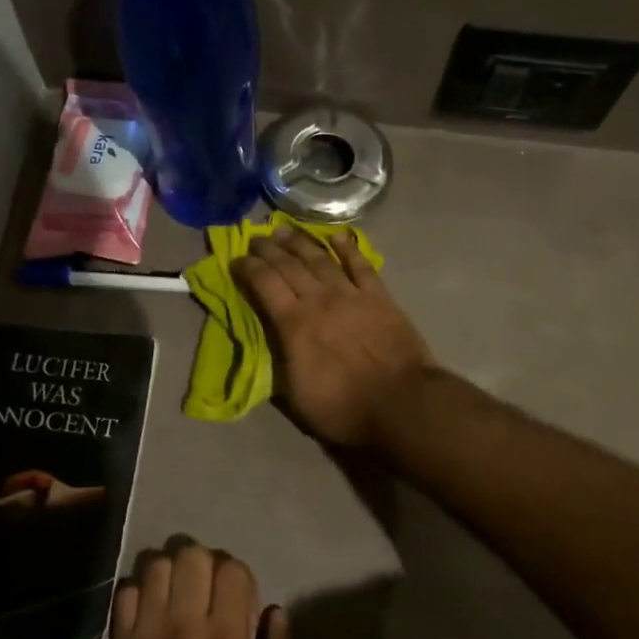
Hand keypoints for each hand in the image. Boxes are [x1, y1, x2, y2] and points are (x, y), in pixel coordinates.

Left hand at [108, 536, 301, 638]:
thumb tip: (275, 612)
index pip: (232, 570)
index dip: (239, 575)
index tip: (240, 598)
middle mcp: (184, 626)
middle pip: (192, 556)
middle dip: (206, 563)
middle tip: (209, 589)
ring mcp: (146, 632)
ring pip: (156, 565)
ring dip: (172, 570)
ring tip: (179, 593)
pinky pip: (125, 591)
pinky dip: (140, 590)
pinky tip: (151, 609)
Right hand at [234, 224, 436, 447]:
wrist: (402, 404)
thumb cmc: (344, 408)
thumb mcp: (295, 396)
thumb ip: (279, 363)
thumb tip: (269, 343)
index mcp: (294, 324)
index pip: (264, 285)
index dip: (248, 269)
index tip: (236, 259)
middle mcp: (319, 300)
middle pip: (289, 266)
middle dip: (269, 250)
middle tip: (255, 238)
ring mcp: (351, 295)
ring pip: (320, 259)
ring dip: (300, 242)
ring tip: (284, 230)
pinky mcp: (380, 297)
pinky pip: (360, 265)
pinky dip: (347, 248)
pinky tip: (337, 237)